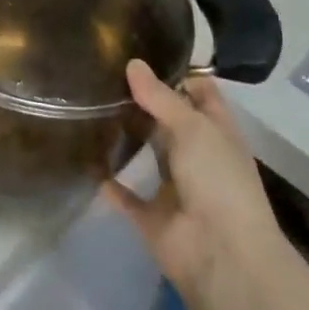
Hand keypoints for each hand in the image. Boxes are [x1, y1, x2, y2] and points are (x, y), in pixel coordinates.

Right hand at [104, 60, 286, 301]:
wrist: (222, 257)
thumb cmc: (218, 180)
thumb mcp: (193, 127)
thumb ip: (160, 96)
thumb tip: (133, 63)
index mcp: (216, 130)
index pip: (200, 92)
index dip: (178, 73)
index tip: (142, 52)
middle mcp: (197, 155)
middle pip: (170, 121)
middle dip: (143, 101)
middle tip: (104, 73)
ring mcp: (175, 187)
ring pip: (148, 155)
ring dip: (126, 138)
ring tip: (90, 106)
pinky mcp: (153, 217)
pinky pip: (128, 196)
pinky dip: (111, 183)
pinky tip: (86, 160)